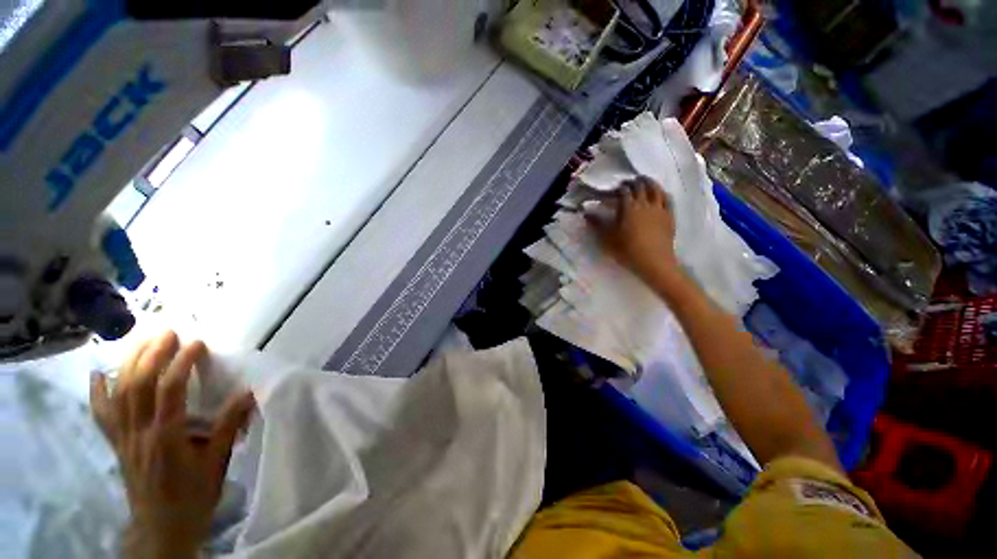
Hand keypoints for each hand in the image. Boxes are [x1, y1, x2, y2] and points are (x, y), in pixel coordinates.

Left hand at [90, 331, 254, 558]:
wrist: (162, 525)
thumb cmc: (194, 494)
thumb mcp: (217, 462)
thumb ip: (229, 426)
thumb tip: (247, 393)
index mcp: (167, 437)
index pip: (170, 390)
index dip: (181, 363)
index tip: (197, 343)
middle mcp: (139, 433)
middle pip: (138, 385)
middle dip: (152, 354)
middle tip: (168, 332)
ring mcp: (124, 438)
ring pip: (119, 393)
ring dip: (129, 363)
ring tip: (143, 340)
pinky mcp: (117, 443)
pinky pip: (102, 415)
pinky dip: (98, 392)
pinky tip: (98, 374)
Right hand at [587, 176, 681, 284]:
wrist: (654, 262)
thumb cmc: (627, 251)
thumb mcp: (607, 239)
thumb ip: (597, 224)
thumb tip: (586, 213)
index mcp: (629, 208)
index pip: (624, 191)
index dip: (620, 187)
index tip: (616, 187)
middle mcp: (645, 204)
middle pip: (641, 187)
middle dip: (635, 182)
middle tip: (630, 181)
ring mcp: (659, 209)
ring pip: (656, 189)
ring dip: (650, 182)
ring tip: (646, 180)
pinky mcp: (669, 216)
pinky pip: (668, 199)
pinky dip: (663, 192)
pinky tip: (661, 193)